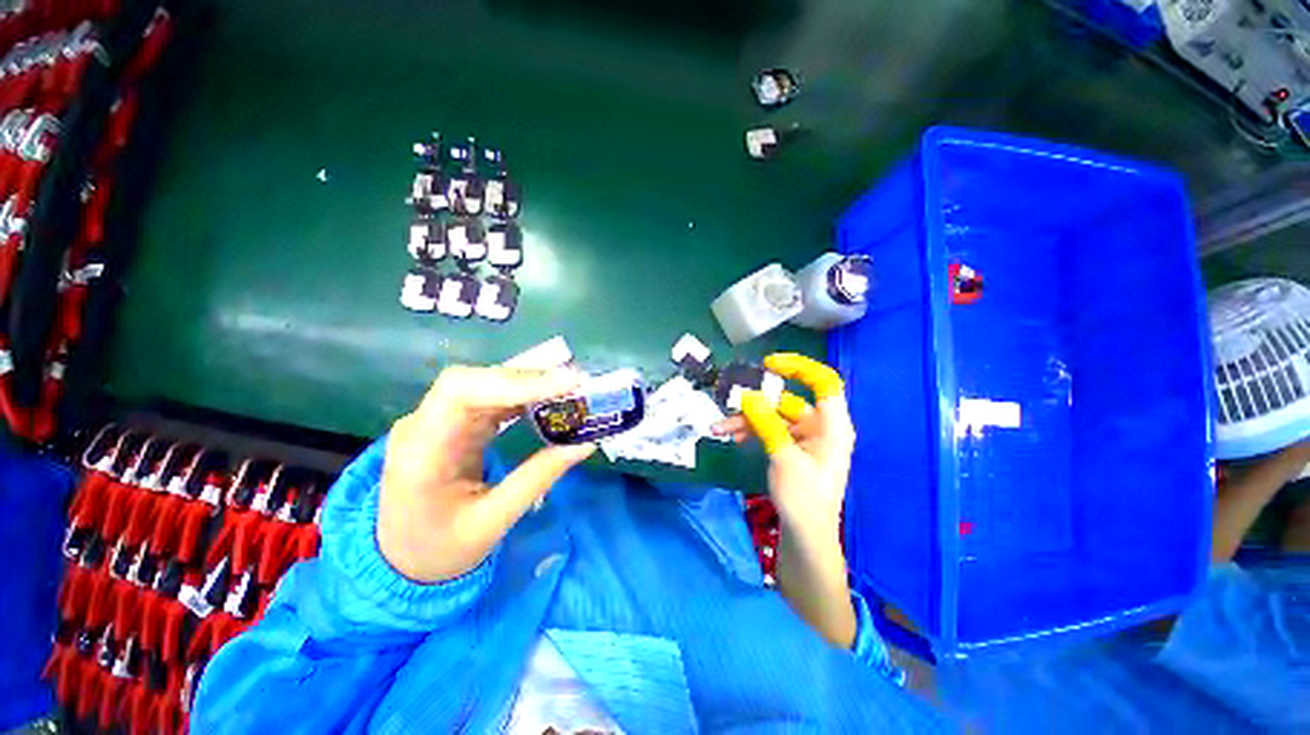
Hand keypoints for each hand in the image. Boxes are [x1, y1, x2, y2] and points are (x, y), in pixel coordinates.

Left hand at [377, 366, 595, 582]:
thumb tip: (585, 443)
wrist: (400, 561)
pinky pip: (488, 397)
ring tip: (569, 390)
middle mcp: (421, 426)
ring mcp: (433, 421)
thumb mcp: (492, 523)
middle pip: (473, 381)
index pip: (461, 394)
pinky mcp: (451, 423)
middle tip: (576, 385)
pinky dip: (522, 395)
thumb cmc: (440, 551)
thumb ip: (538, 479)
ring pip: (483, 383)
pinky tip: (547, 400)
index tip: (565, 385)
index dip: (515, 382)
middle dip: (528, 379)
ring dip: (528, 384)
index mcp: (421, 454)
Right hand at [713, 353, 854, 535]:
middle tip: (730, 403)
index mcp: (832, 425)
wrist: (806, 538)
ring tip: (719, 428)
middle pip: (787, 401)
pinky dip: (752, 431)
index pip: (823, 382)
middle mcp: (820, 427)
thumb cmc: (804, 498)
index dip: (799, 367)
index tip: (769, 364)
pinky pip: (770, 431)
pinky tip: (732, 436)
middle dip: (756, 403)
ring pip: (773, 417)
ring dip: (747, 420)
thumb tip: (747, 396)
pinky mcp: (792, 450)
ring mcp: (805, 439)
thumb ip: (766, 423)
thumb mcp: (783, 457)